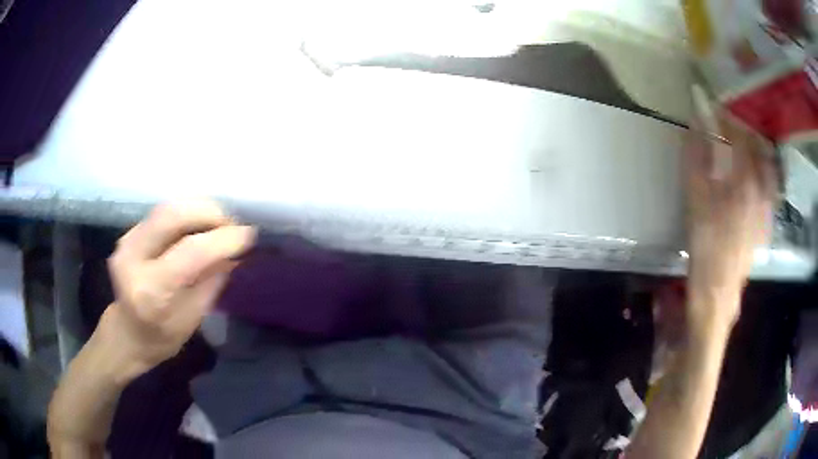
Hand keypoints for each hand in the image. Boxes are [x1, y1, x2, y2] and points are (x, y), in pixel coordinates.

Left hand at [100, 200, 255, 375]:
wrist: (127, 334)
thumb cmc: (162, 337)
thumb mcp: (193, 316)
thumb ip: (212, 279)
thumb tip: (235, 250)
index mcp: (151, 292)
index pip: (190, 252)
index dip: (223, 239)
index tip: (248, 236)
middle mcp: (133, 259)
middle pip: (172, 215)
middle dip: (208, 213)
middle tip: (231, 224)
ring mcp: (126, 242)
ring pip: (167, 208)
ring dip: (198, 210)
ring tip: (219, 224)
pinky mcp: (128, 235)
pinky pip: (161, 214)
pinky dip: (185, 215)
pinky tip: (198, 227)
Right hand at [684, 109, 777, 328]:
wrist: (717, 293)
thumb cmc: (704, 245)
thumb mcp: (694, 199)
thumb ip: (696, 156)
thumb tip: (695, 121)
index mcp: (744, 180)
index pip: (736, 134)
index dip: (721, 115)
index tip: (708, 105)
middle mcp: (761, 188)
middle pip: (755, 146)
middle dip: (740, 128)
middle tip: (725, 121)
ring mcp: (767, 206)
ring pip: (766, 165)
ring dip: (753, 147)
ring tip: (740, 142)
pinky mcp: (766, 221)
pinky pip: (769, 186)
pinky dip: (761, 170)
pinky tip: (752, 174)